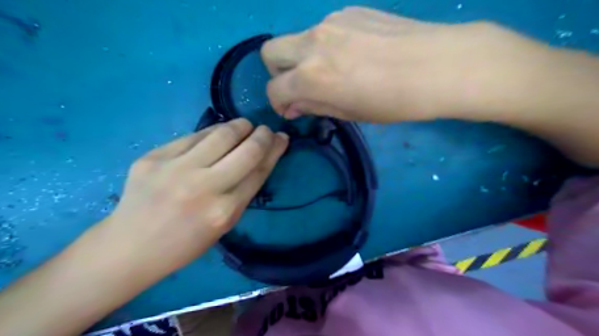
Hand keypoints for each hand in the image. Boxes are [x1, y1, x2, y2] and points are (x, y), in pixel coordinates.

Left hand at [103, 119, 288, 276]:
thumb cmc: (185, 243)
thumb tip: (260, 158)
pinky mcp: (154, 157)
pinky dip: (211, 132)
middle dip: (262, 134)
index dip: (275, 150)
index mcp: (224, 211)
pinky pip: (193, 136)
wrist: (130, 247)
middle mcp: (203, 187)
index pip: (259, 170)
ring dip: (239, 126)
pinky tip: (216, 134)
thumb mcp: (224, 224)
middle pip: (246, 149)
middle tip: (265, 130)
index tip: (282, 138)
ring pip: (221, 134)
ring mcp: (176, 169)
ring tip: (244, 126)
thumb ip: (243, 191)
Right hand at [264, 5, 554, 122]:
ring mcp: (330, 22)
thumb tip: (292, 105)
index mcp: (311, 76)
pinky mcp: (348, 11)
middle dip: (278, 73)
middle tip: (299, 86)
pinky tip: (352, 54)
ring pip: (297, 39)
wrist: (440, 65)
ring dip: (303, 58)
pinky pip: (322, 30)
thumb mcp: (349, 113)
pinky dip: (325, 46)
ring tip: (333, 72)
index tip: (292, 110)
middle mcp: (312, 44)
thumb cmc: (394, 101)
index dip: (278, 103)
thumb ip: (314, 106)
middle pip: (271, 52)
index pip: (274, 89)